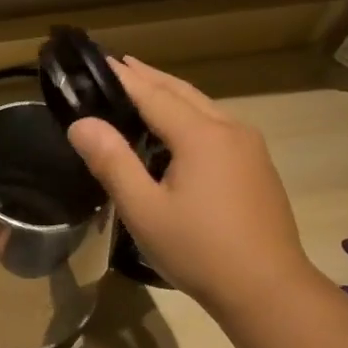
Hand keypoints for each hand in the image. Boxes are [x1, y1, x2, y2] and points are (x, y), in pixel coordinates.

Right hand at [65, 57, 319, 315]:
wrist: (266, 288)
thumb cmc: (198, 250)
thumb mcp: (144, 209)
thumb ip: (112, 162)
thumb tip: (81, 123)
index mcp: (201, 135)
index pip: (154, 94)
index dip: (125, 78)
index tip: (101, 60)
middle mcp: (230, 129)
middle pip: (183, 93)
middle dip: (150, 79)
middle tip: (119, 68)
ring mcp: (250, 148)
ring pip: (204, 109)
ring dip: (172, 97)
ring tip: (143, 93)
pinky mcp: (257, 168)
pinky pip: (217, 128)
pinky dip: (190, 118)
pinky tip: (178, 134)